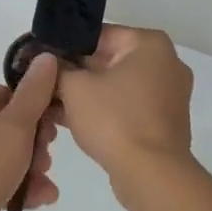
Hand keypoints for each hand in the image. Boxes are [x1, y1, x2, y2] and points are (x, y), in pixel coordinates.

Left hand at [0, 54, 60, 210]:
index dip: (40, 109)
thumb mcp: (14, 129)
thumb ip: (33, 95)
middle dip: (37, 146)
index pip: (15, 95)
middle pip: (13, 127)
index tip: (56, 130)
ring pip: (7, 157)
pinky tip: (35, 204)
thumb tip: (46, 57)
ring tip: (45, 191)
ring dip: (31, 170)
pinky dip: (17, 188)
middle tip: (46, 162)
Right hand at [54, 25, 194, 203]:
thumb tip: (47, 61)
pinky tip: (71, 120)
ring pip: (117, 86)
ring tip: (51, 104)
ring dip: (86, 94)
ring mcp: (169, 94)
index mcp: (150, 44)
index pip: (98, 35)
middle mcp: (166, 63)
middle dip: (75, 73)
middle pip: (108, 60)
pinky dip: (103, 111)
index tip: (42, 59)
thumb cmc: (114, 119)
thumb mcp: (74, 88)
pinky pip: (127, 107)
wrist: (151, 175)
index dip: (65, 46)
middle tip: (44, 83)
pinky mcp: (164, 122)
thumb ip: (58, 69)